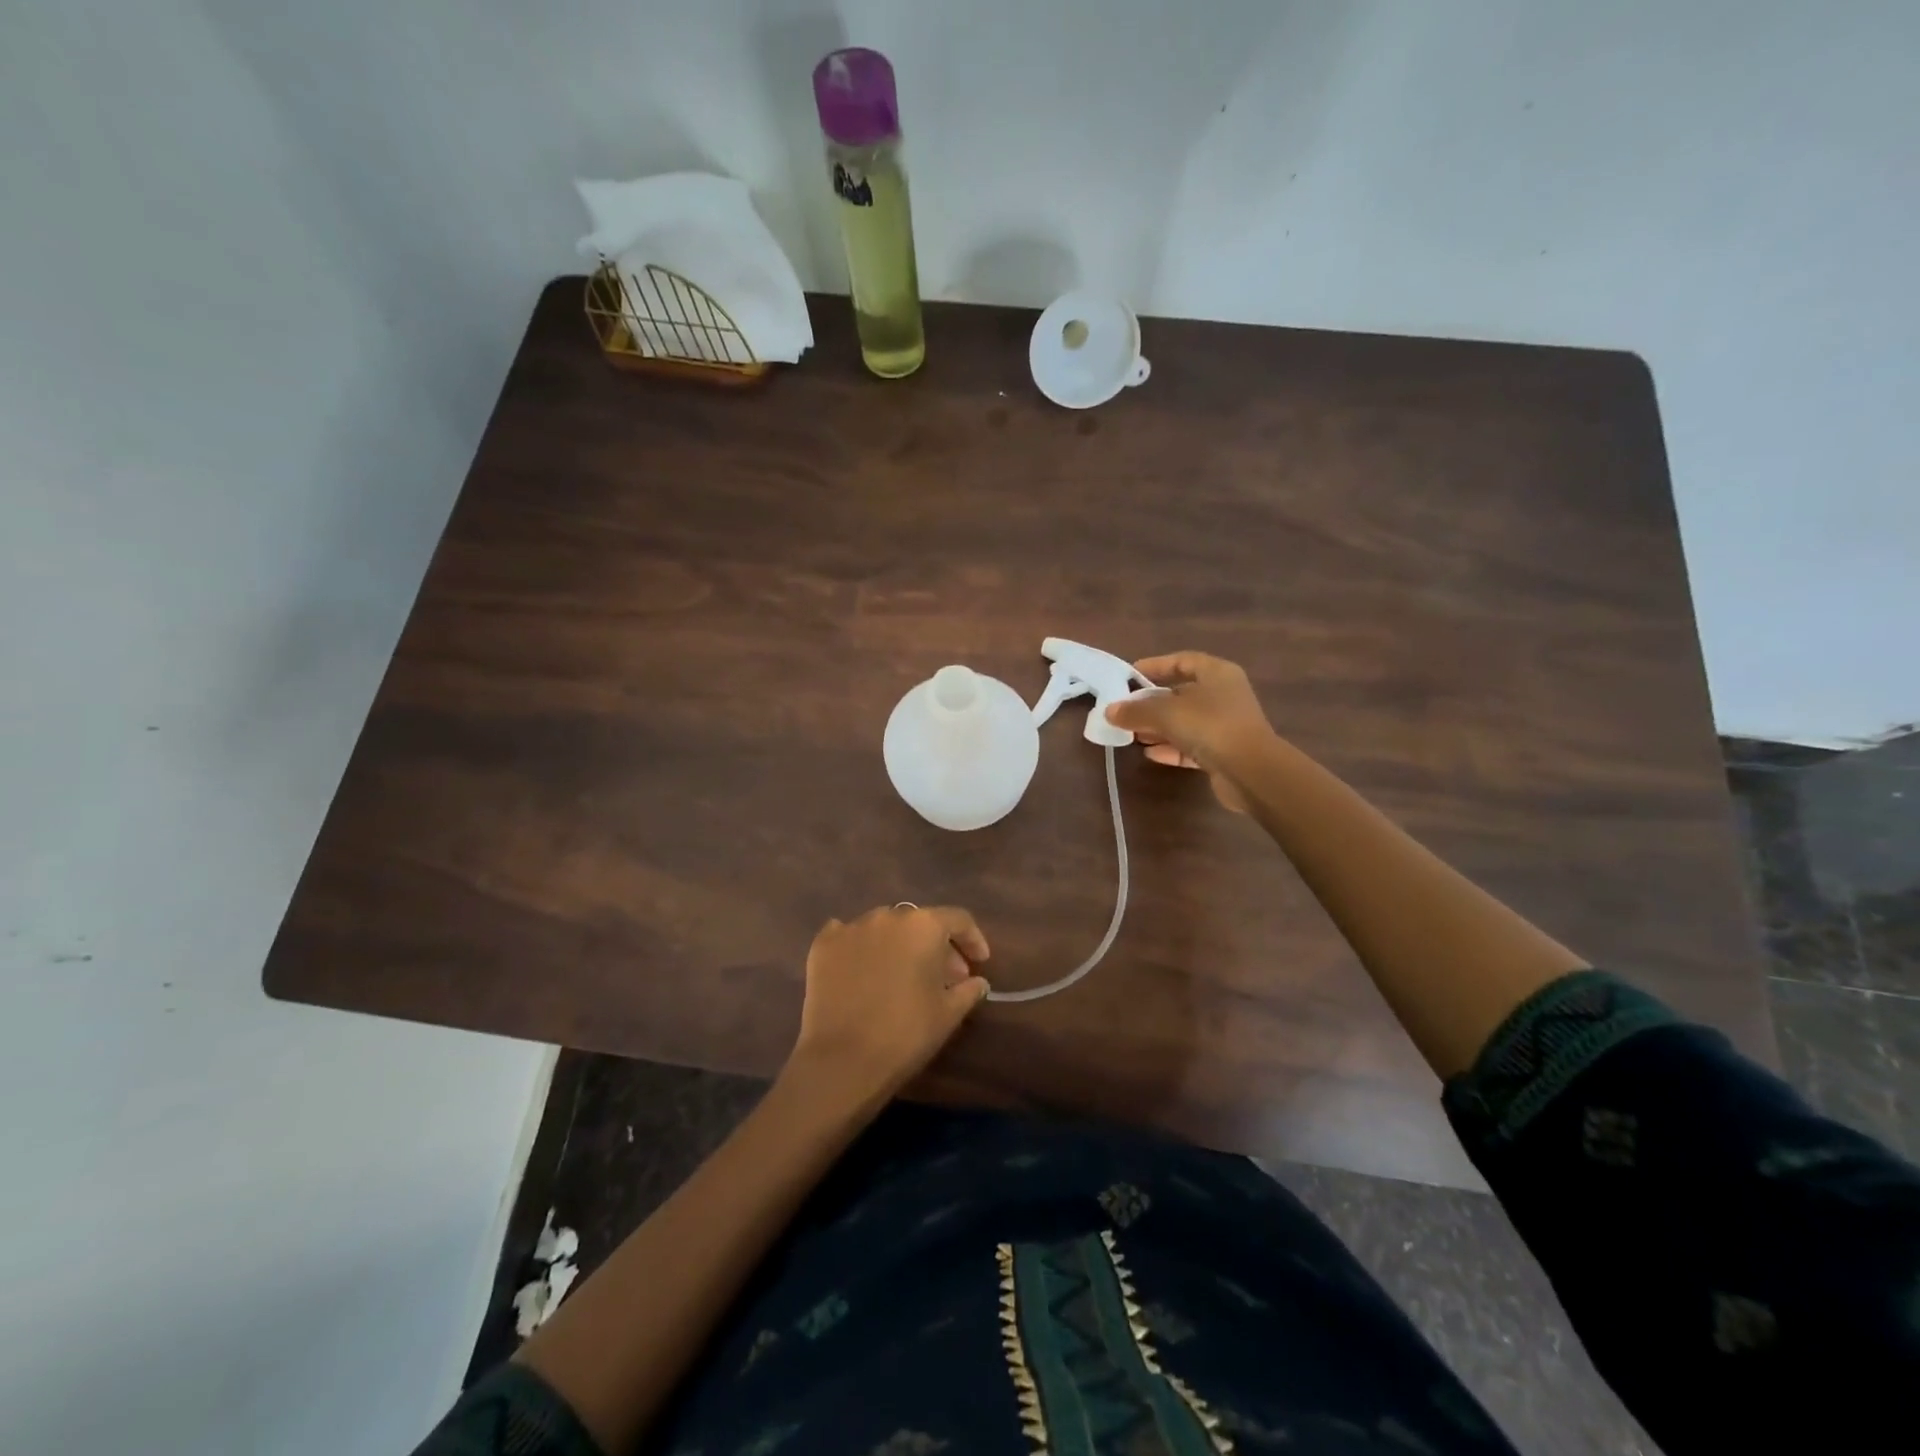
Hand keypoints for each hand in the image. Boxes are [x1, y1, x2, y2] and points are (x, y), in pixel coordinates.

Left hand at [791, 905, 991, 1100]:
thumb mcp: (949, 1014)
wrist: (842, 1060)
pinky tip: (863, 968)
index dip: (973, 939)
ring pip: (884, 928)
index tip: (979, 962)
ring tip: (903, 975)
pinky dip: (861, 947)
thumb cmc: (906, 1033)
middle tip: (944, 977)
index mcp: (923, 925)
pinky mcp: (823, 945)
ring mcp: (851, 927)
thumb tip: (978, 981)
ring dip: (899, 945)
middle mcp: (888, 915)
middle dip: (936, 946)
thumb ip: (969, 990)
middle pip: (920, 922)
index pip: (958, 920)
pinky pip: (848, 935)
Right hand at [1105, 651, 1276, 813]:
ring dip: (1159, 728)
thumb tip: (1109, 711)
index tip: (1129, 676)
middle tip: (1125, 711)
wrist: (1251, 772)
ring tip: (1132, 735)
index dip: (1155, 666)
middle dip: (1152, 703)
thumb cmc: (1210, 726)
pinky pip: (1191, 746)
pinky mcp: (1223, 753)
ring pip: (1185, 722)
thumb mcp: (1166, 713)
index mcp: (1217, 673)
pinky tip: (1150, 754)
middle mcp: (1224, 695)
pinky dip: (1171, 748)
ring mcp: (1225, 725)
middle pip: (1181, 693)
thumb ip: (1136, 710)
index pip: (1182, 661)